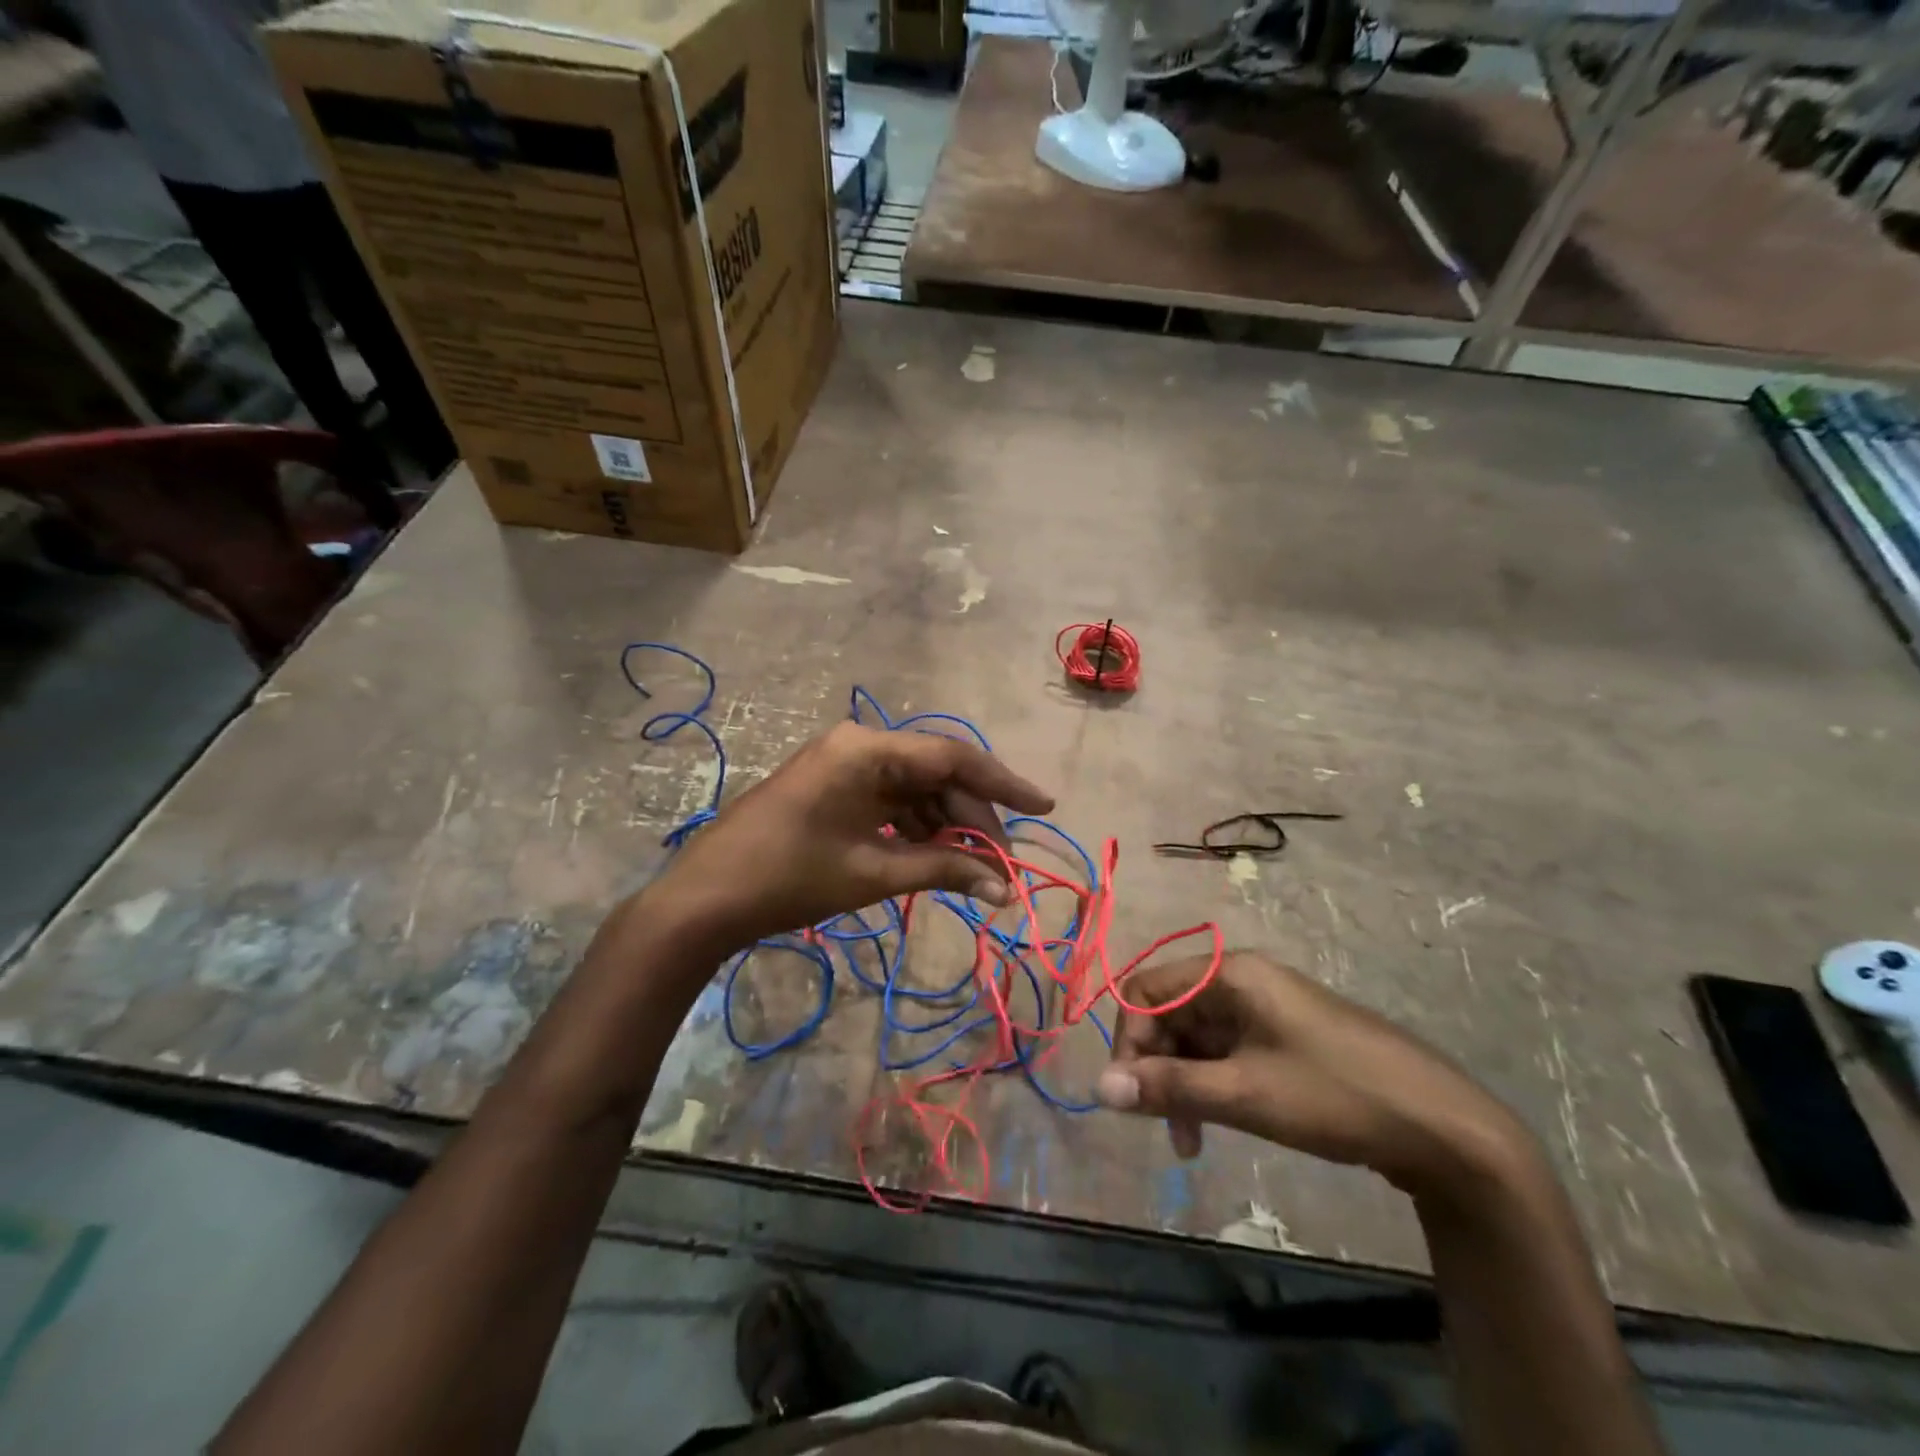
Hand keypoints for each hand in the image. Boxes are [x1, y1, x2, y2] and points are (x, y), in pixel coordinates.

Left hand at [646, 722, 1053, 955]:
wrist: (707, 898)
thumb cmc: (791, 878)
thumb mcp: (874, 872)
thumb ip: (944, 869)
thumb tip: (1005, 888)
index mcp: (868, 749)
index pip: (953, 757)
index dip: (1003, 784)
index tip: (1043, 807)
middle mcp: (859, 744)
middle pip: (936, 773)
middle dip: (972, 817)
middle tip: (1000, 863)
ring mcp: (843, 764)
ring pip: (915, 789)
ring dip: (945, 826)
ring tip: (972, 868)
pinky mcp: (833, 786)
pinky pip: (889, 800)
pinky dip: (915, 828)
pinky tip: (934, 858)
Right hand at [1096, 952, 1535, 1201]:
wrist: (1444, 1128)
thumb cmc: (1335, 1096)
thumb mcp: (1244, 1094)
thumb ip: (1168, 1087)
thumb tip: (1099, 1086)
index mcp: (1230, 974)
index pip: (1146, 990)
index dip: (1128, 1039)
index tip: (1131, 1094)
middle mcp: (1242, 981)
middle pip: (1169, 1013)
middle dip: (1157, 1067)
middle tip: (1164, 1126)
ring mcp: (1266, 1009)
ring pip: (1196, 1037)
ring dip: (1183, 1083)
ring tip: (1191, 1140)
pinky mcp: (1284, 1038)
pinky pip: (1226, 1052)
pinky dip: (1212, 1085)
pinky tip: (1217, 1124)